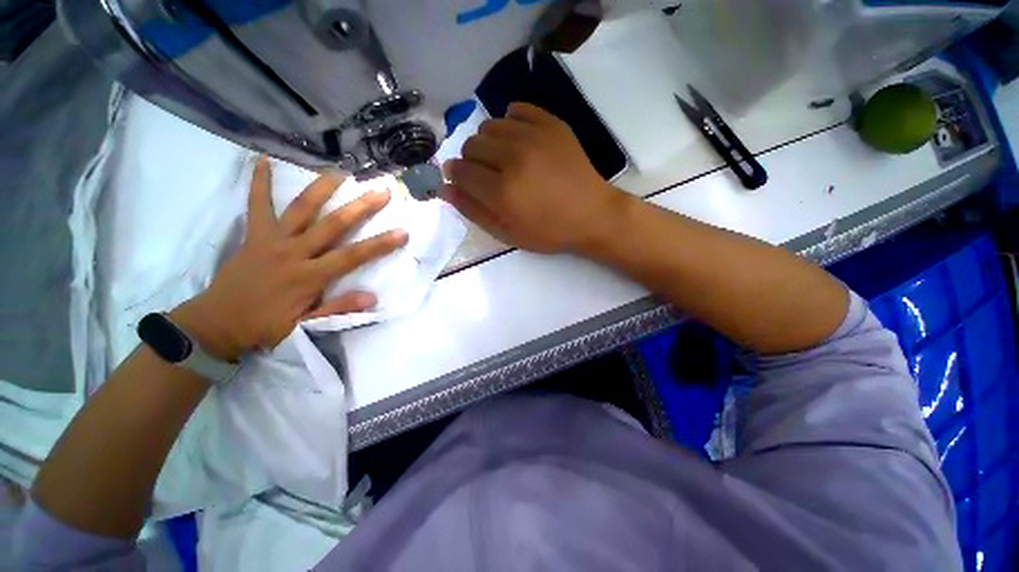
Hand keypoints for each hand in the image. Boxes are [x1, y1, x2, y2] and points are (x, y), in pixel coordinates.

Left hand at [171, 158, 407, 360]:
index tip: (402, 231)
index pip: (352, 256)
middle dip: (360, 207)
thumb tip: (372, 297)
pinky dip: (259, 183)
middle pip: (332, 225)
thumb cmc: (266, 326)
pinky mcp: (254, 234)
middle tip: (381, 191)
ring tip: (341, 172)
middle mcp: (293, 252)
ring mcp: (272, 240)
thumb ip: (337, 309)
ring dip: (322, 188)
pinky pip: (256, 205)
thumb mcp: (304, 326)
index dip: (380, 244)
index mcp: (309, 277)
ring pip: (301, 209)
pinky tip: (262, 159)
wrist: (217, 323)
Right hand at [441, 102, 629, 253]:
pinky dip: (510, 124)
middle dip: (472, 162)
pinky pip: (516, 110)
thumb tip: (444, 189)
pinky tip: (519, 142)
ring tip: (504, 160)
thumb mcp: (508, 234)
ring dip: (489, 144)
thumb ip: (474, 211)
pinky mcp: (551, 124)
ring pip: (489, 126)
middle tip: (488, 176)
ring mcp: (534, 136)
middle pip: (470, 145)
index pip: (459, 171)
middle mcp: (513, 158)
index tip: (462, 182)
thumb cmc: (549, 231)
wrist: (592, 214)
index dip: (455, 176)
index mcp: (501, 191)